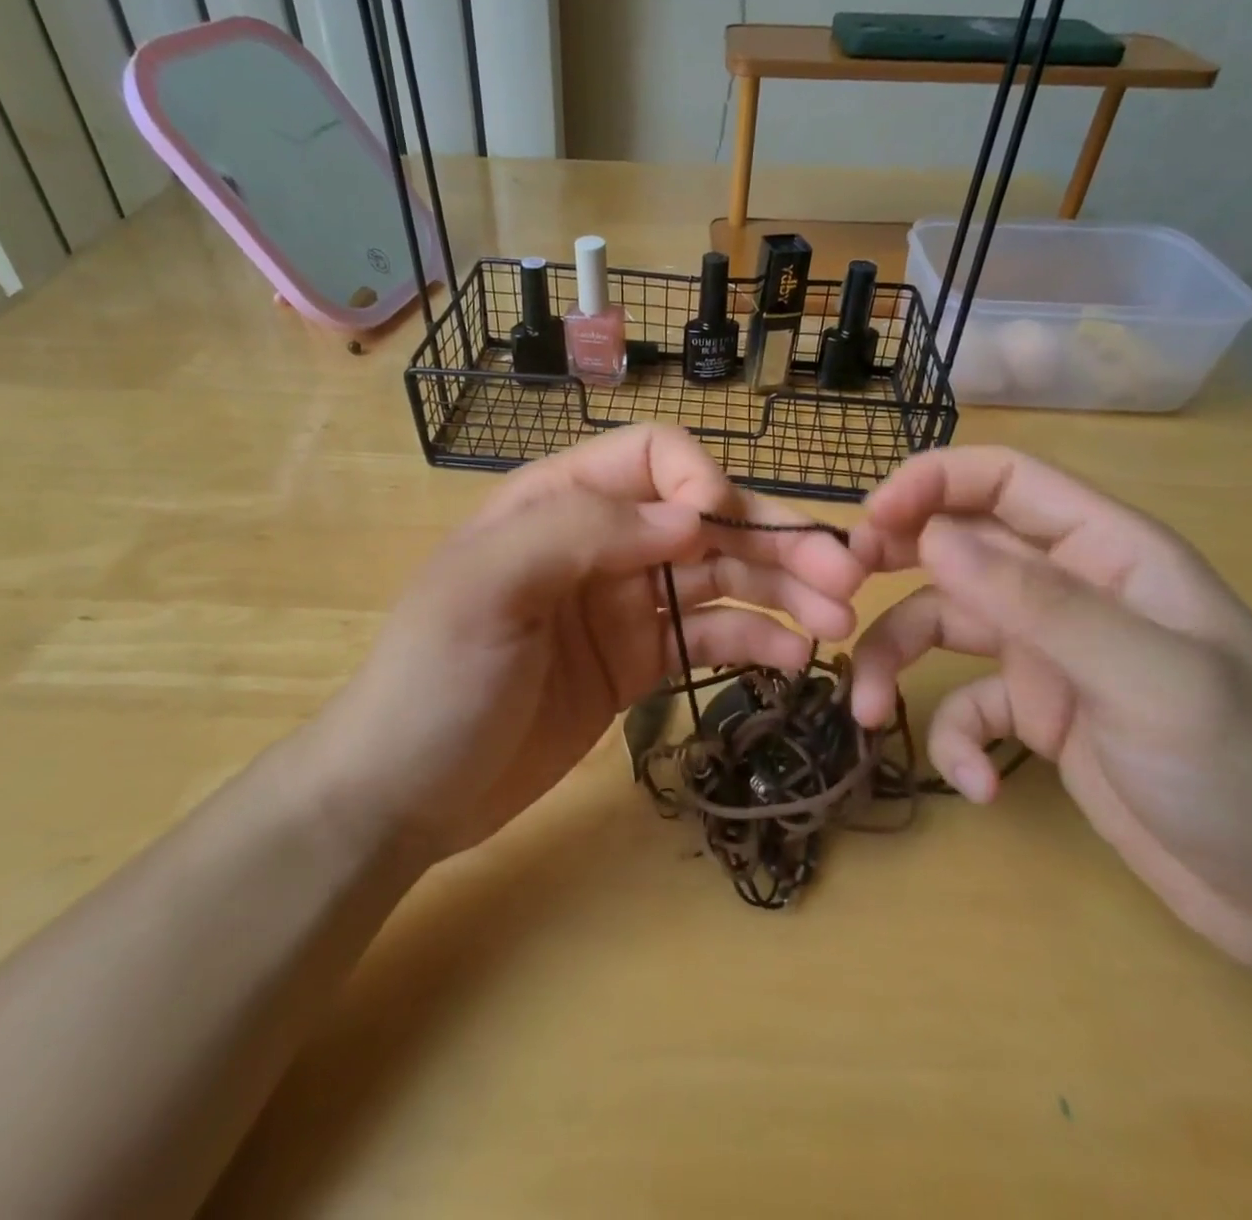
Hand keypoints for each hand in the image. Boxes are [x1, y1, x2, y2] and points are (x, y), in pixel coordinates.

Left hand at [303, 426, 866, 858]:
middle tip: (847, 575)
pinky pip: (708, 637)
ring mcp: (623, 604)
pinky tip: (796, 655)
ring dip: (783, 590)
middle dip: (775, 540)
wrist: (403, 793)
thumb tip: (691, 518)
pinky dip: (756, 639)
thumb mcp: (486, 587)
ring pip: (720, 579)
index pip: (652, 459)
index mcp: (558, 502)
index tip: (722, 533)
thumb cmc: (434, 681)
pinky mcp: (637, 663)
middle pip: (704, 522)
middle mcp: (600, 542)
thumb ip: (581, 530)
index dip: (700, 483)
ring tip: (839, 619)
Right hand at [847, 446, 1251, 974]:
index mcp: (1108, 552)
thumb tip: (930, 537)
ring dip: (895, 662)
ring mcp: (1050, 653)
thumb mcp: (1147, 678)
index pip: (1002, 480)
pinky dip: (955, 739)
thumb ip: (1037, 600)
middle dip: (892, 566)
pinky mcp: (1038, 714)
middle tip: (838, 598)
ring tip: (865, 712)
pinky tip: (977, 786)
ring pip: (941, 626)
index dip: (929, 485)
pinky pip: (965, 704)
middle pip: (956, 547)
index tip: (867, 525)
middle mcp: (1069, 590)